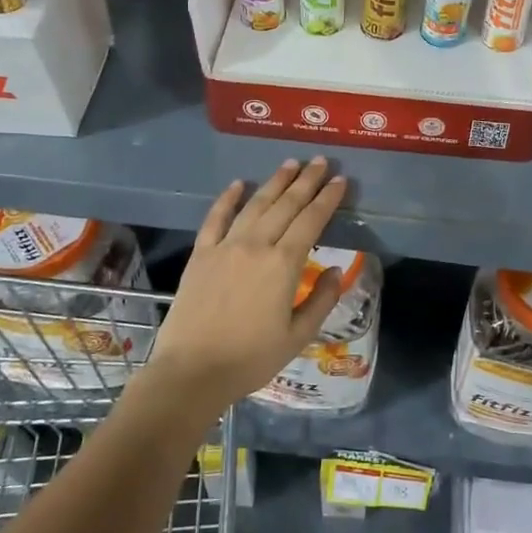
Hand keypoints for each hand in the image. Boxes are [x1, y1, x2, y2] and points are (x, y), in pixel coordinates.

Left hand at [145, 158, 346, 407]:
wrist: (191, 372)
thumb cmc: (250, 359)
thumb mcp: (298, 336)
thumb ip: (321, 300)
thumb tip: (336, 270)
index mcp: (284, 265)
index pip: (311, 221)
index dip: (327, 199)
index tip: (339, 180)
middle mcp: (256, 245)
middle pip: (286, 205)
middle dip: (305, 181)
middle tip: (319, 161)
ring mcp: (225, 247)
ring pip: (255, 205)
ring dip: (274, 182)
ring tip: (290, 164)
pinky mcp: (201, 254)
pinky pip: (215, 218)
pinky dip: (228, 198)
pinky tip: (238, 184)